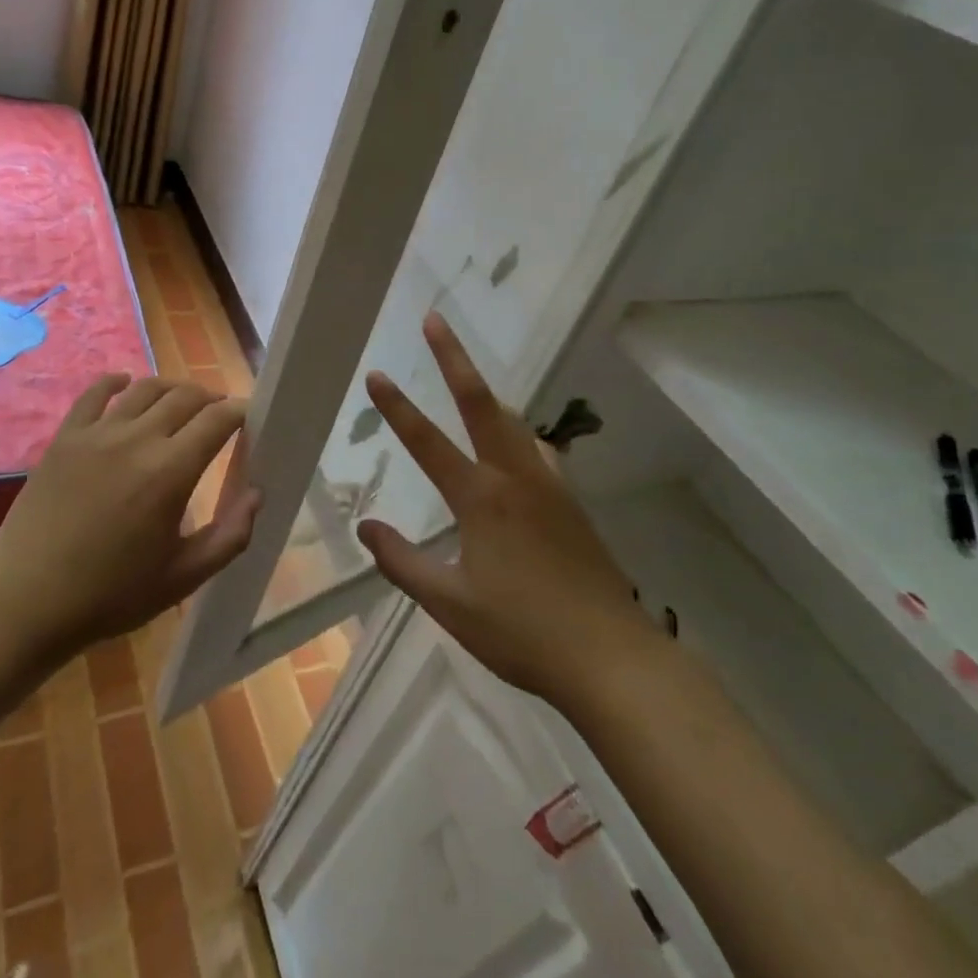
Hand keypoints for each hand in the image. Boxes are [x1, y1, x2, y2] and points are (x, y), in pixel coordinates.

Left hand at [0, 374, 259, 659]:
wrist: (26, 601)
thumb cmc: (111, 594)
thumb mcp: (182, 577)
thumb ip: (229, 536)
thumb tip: (257, 494)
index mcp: (171, 471)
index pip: (217, 419)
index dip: (239, 412)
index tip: (248, 419)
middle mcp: (137, 439)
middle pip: (185, 396)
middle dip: (210, 399)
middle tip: (218, 415)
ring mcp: (97, 433)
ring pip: (145, 387)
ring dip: (172, 388)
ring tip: (182, 402)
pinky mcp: (65, 436)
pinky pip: (95, 393)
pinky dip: (116, 381)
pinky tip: (126, 384)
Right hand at [357, 314, 660, 709]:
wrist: (611, 657)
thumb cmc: (522, 632)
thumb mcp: (450, 604)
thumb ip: (403, 562)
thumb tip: (365, 527)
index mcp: (481, 499)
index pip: (428, 442)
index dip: (397, 407)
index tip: (376, 374)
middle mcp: (515, 478)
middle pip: (481, 403)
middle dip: (454, 358)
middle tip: (435, 320)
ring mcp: (549, 487)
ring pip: (514, 422)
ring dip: (487, 393)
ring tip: (468, 379)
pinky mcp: (572, 503)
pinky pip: (538, 451)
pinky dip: (517, 433)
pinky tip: (519, 447)